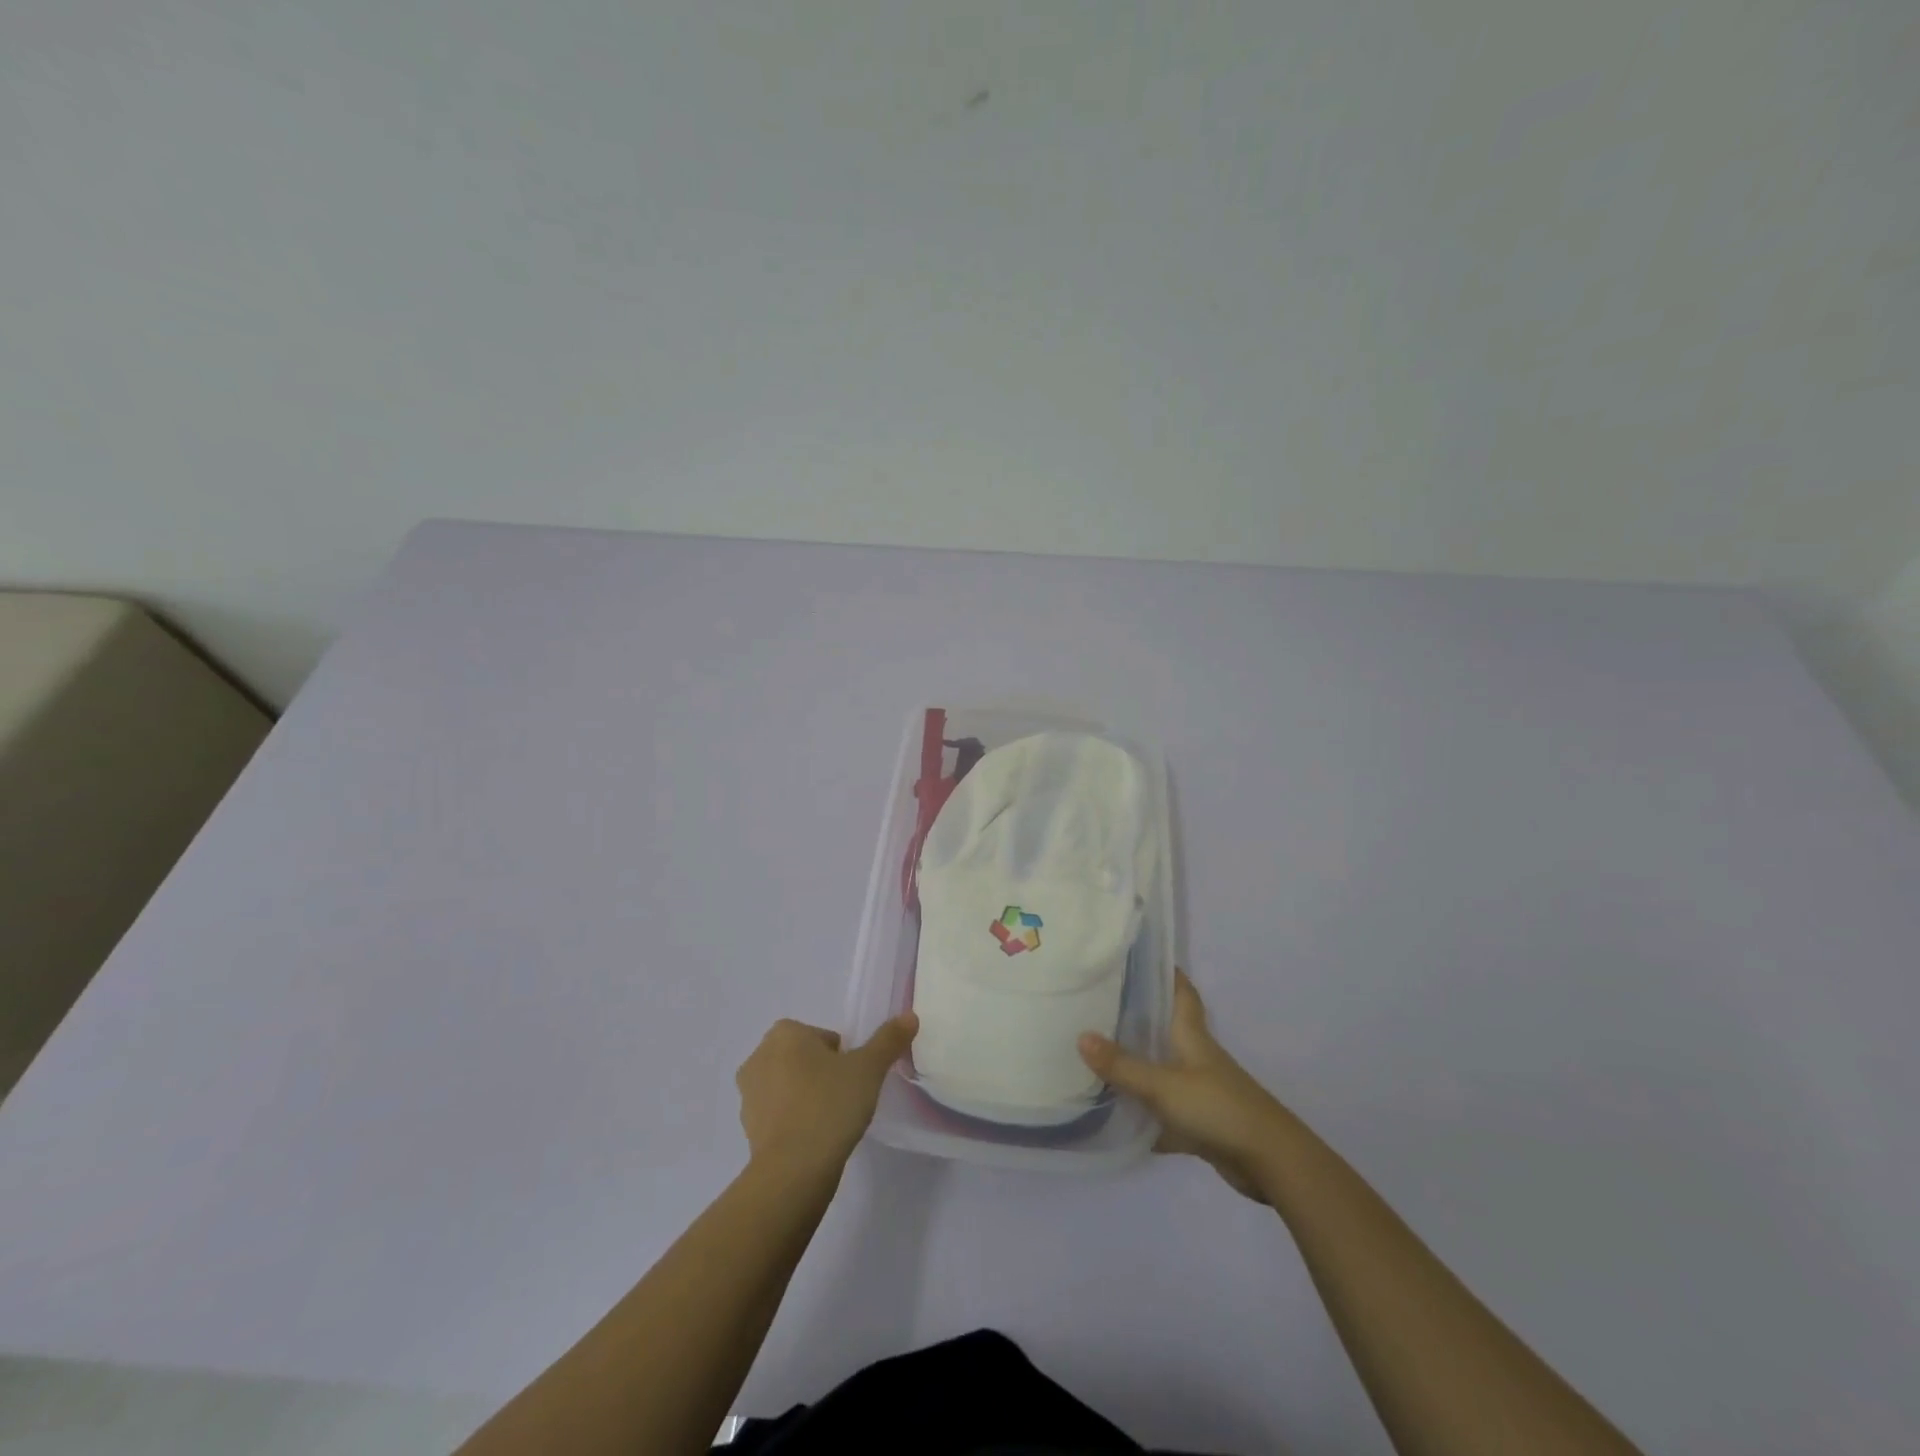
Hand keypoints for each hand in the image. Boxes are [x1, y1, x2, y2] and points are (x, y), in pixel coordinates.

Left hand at [736, 1013, 917, 1177]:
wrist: (793, 1170)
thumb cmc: (830, 1105)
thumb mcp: (869, 1069)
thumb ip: (888, 1040)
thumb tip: (910, 1016)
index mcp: (784, 1033)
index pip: (823, 1037)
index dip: (842, 1056)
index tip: (854, 1079)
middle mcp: (759, 1056)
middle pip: (803, 1058)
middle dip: (821, 1073)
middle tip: (845, 1098)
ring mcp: (748, 1095)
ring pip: (788, 1086)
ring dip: (805, 1097)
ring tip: (831, 1121)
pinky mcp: (746, 1128)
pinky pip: (777, 1115)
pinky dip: (793, 1121)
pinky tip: (814, 1140)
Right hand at [1079, 970, 1287, 1200]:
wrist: (1268, 1161)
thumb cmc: (1217, 1107)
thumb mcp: (1163, 1084)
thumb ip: (1122, 1066)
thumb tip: (1080, 1037)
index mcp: (1192, 1036)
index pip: (1182, 993)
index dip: (1167, 973)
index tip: (1140, 957)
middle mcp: (1196, 1057)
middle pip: (1166, 1029)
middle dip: (1138, 1016)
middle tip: (1098, 1002)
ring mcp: (1199, 1091)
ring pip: (1161, 1070)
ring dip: (1136, 1065)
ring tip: (1096, 1053)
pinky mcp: (1199, 1123)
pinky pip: (1162, 1111)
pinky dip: (1142, 1113)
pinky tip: (1113, 1115)